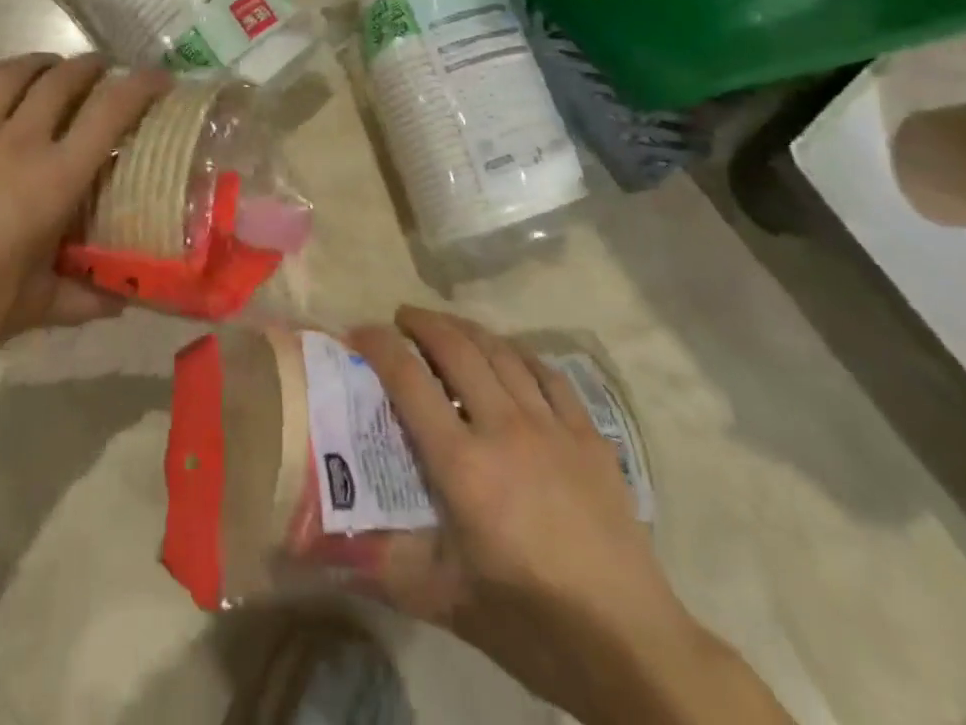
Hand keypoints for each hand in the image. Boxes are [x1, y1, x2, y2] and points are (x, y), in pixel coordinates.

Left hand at [0, 55, 168, 374]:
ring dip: (40, 62)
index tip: (159, 78)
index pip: (111, 113)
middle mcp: (19, 140)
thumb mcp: (36, 305)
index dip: (140, 86)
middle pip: (63, 79)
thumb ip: (83, 298)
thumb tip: (122, 304)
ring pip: (13, 72)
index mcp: (55, 178)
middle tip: (103, 70)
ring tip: (51, 66)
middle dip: (90, 66)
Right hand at [350, 308, 693, 710]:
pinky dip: (517, 354)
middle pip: (457, 349)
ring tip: (447, 327)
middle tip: (402, 318)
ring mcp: (552, 426)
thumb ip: (388, 565)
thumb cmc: (531, 624)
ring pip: (501, 351)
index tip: (360, 331)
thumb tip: (335, 548)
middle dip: (423, 323)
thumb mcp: (447, 602)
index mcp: (464, 466)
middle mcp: (505, 428)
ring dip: (467, 329)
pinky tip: (509, 356)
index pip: (410, 382)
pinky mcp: (588, 434)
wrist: (630, 646)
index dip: (379, 346)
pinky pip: (547, 373)